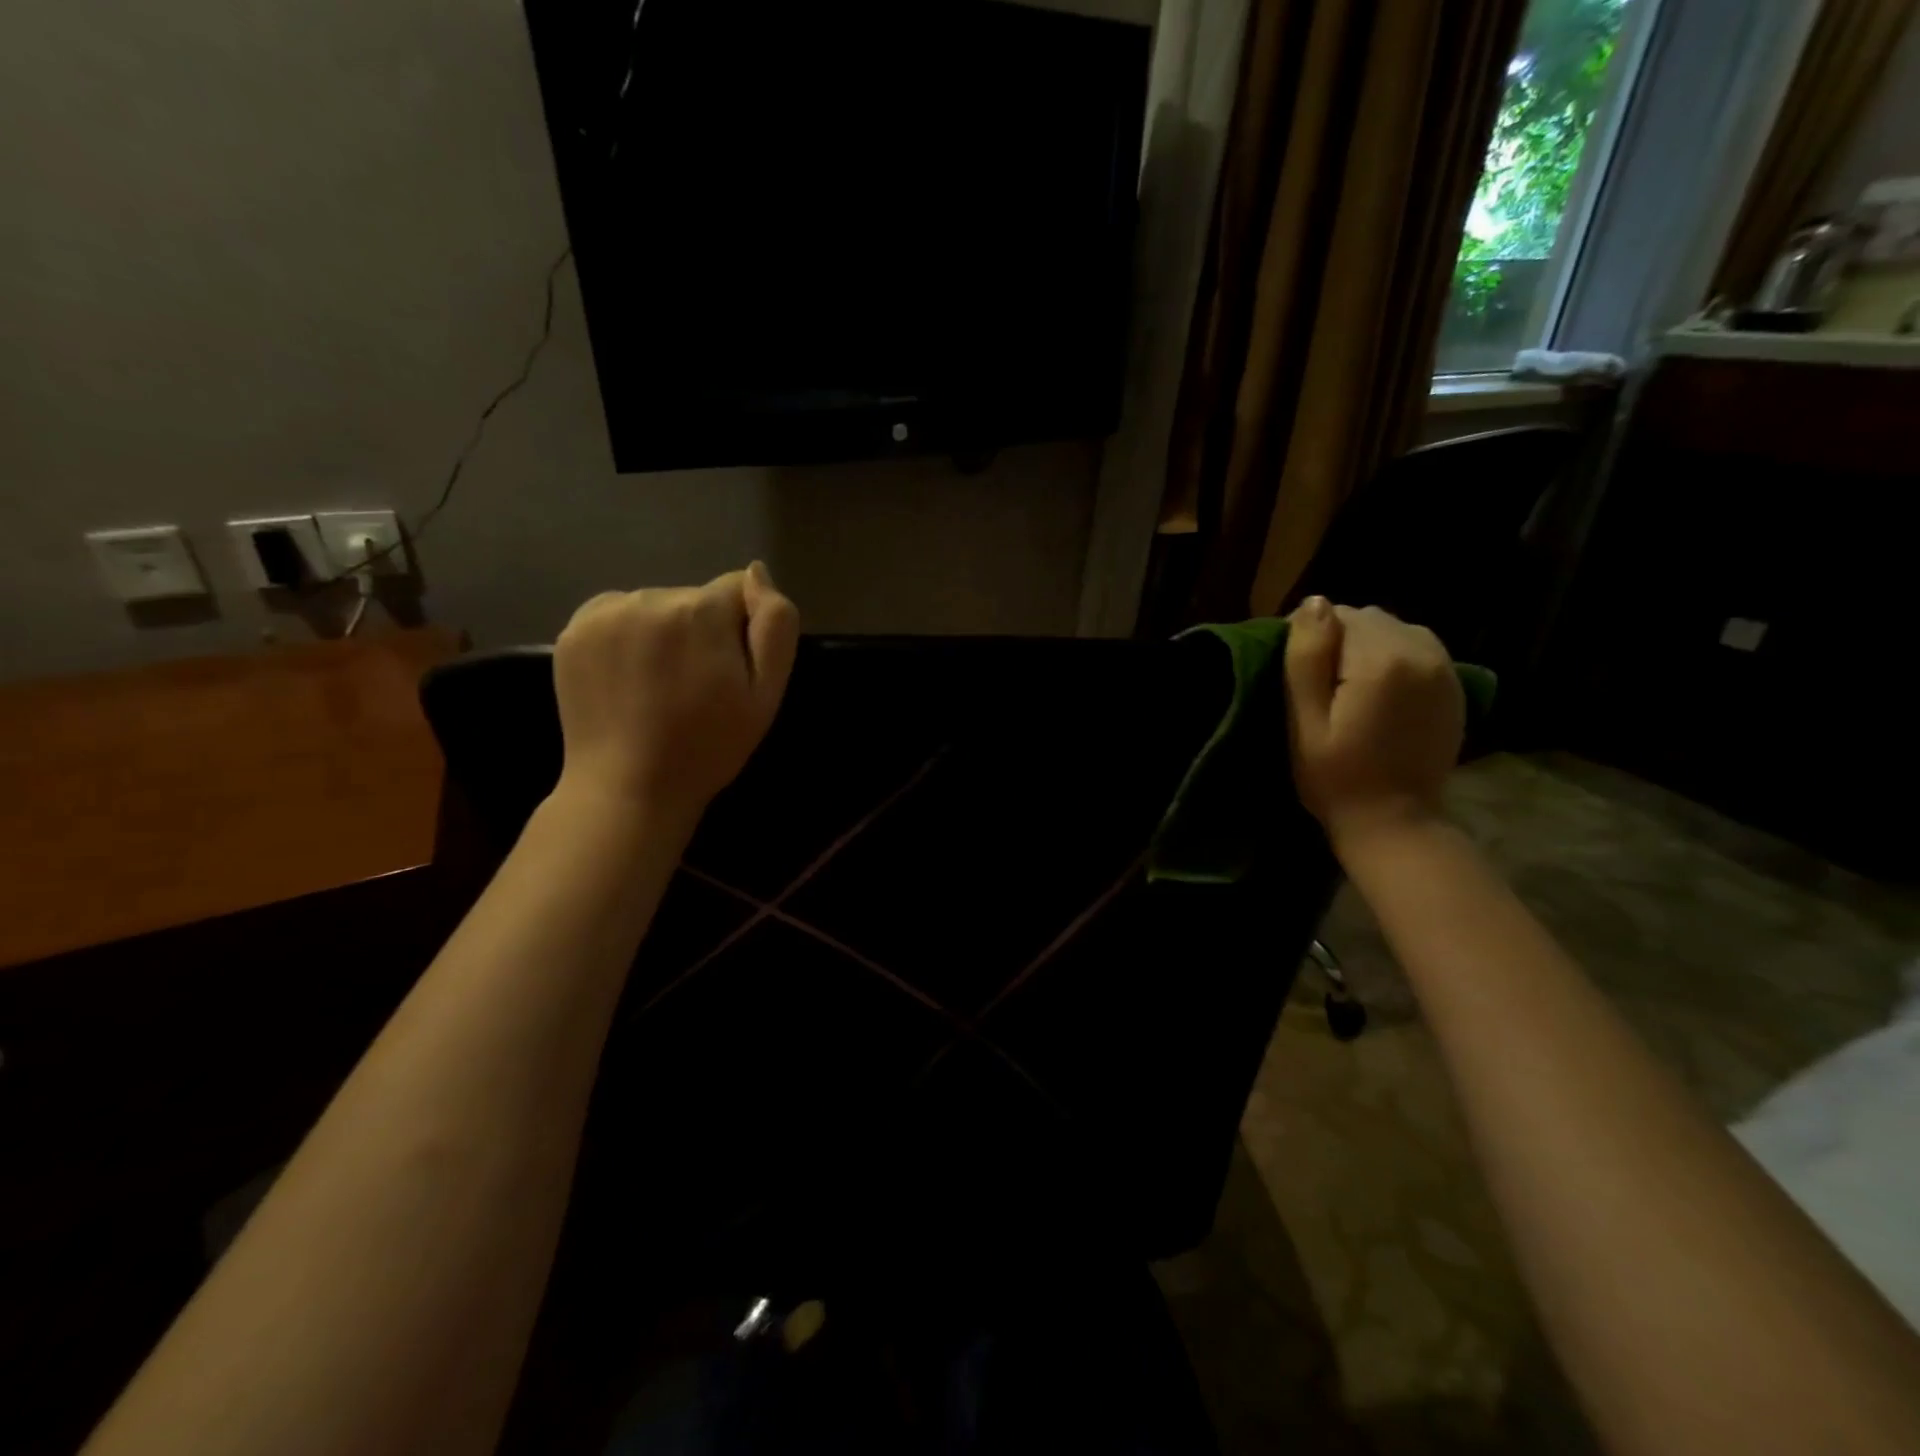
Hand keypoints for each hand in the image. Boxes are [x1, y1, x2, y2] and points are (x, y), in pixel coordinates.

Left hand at [552, 563, 798, 827]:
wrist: (628, 787)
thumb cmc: (708, 745)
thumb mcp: (766, 692)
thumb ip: (775, 623)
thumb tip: (758, 571)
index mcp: (701, 610)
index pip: (739, 591)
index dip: (743, 631)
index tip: (731, 673)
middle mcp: (650, 597)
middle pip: (696, 599)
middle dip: (703, 631)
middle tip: (696, 686)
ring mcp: (604, 612)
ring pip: (657, 606)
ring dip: (664, 633)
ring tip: (659, 686)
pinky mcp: (573, 629)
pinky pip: (618, 615)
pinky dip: (627, 637)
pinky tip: (629, 678)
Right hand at [1284, 597, 1463, 853]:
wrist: (1396, 823)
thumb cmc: (1335, 778)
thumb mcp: (1305, 721)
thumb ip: (1307, 658)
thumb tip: (1314, 603)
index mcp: (1382, 660)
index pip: (1337, 615)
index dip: (1309, 638)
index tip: (1295, 674)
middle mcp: (1422, 652)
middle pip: (1368, 618)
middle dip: (1339, 640)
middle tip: (1318, 685)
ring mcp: (1445, 668)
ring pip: (1392, 630)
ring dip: (1366, 647)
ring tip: (1347, 688)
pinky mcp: (1454, 684)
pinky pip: (1416, 648)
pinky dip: (1392, 658)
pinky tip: (1377, 692)